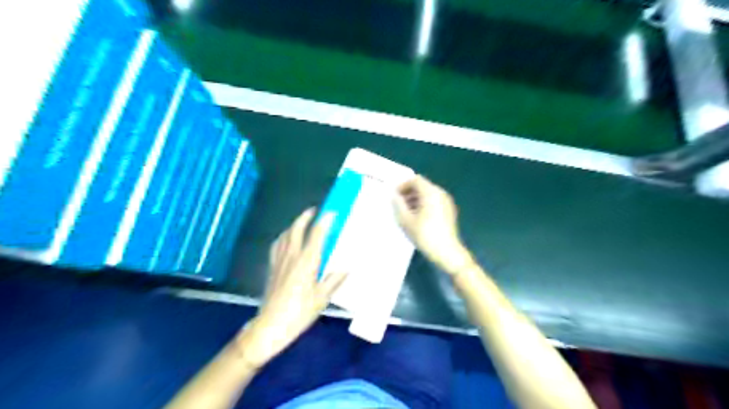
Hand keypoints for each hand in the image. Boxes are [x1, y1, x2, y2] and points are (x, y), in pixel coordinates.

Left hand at [235, 209, 344, 368]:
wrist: (270, 326)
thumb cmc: (299, 312)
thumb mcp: (322, 298)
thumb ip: (334, 280)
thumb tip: (346, 268)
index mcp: (307, 262)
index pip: (316, 235)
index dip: (324, 221)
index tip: (332, 212)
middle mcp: (292, 256)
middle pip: (297, 229)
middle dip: (305, 217)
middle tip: (314, 210)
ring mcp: (279, 261)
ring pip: (285, 235)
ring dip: (294, 224)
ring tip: (301, 221)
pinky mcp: (271, 267)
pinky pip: (276, 245)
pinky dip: (283, 237)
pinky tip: (285, 239)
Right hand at [393, 175, 472, 274]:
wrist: (447, 252)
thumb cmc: (425, 235)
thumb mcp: (406, 220)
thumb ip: (398, 204)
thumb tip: (394, 196)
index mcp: (431, 193)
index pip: (415, 180)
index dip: (403, 185)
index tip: (394, 196)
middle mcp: (440, 193)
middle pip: (422, 186)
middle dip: (409, 192)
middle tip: (398, 204)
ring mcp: (447, 202)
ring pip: (428, 194)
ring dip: (416, 199)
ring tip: (406, 212)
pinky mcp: (449, 211)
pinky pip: (434, 201)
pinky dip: (424, 204)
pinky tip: (417, 218)